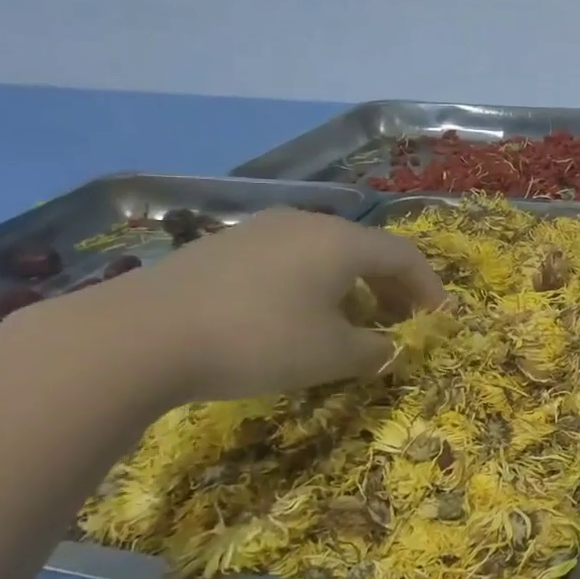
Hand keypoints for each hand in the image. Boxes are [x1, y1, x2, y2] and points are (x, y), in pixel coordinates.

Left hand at [62, 208, 445, 402]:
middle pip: (367, 249)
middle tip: (402, 321)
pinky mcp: (225, 246)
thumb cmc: (258, 340)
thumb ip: (374, 350)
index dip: (429, 288)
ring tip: (353, 321)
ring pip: (326, 253)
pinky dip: (313, 284)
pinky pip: (290, 259)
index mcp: (341, 241)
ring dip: (353, 286)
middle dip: (392, 286)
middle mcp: (306, 223)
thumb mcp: (330, 355)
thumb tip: (389, 349)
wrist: (140, 334)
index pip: (404, 256)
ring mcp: (261, 230)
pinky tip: (298, 316)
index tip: (439, 319)